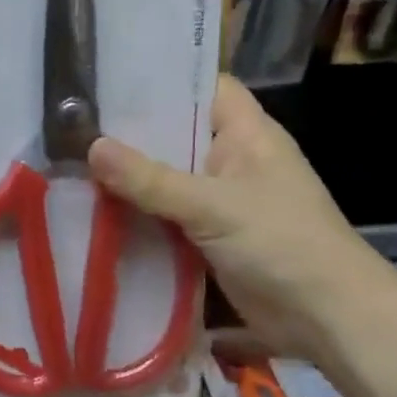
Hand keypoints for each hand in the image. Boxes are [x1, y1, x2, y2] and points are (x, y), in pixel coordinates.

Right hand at [88, 75, 396, 358]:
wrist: (326, 318)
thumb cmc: (281, 244)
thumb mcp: (212, 206)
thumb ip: (150, 179)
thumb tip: (91, 147)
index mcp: (246, 134)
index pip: (203, 87)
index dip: (163, 78)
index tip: (109, 78)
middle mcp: (231, 160)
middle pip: (175, 133)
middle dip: (130, 132)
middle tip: (72, 121)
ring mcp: (219, 200)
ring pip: (165, 178)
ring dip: (128, 177)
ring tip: (70, 161)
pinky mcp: (208, 237)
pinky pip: (165, 215)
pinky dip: (137, 214)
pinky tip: (93, 209)